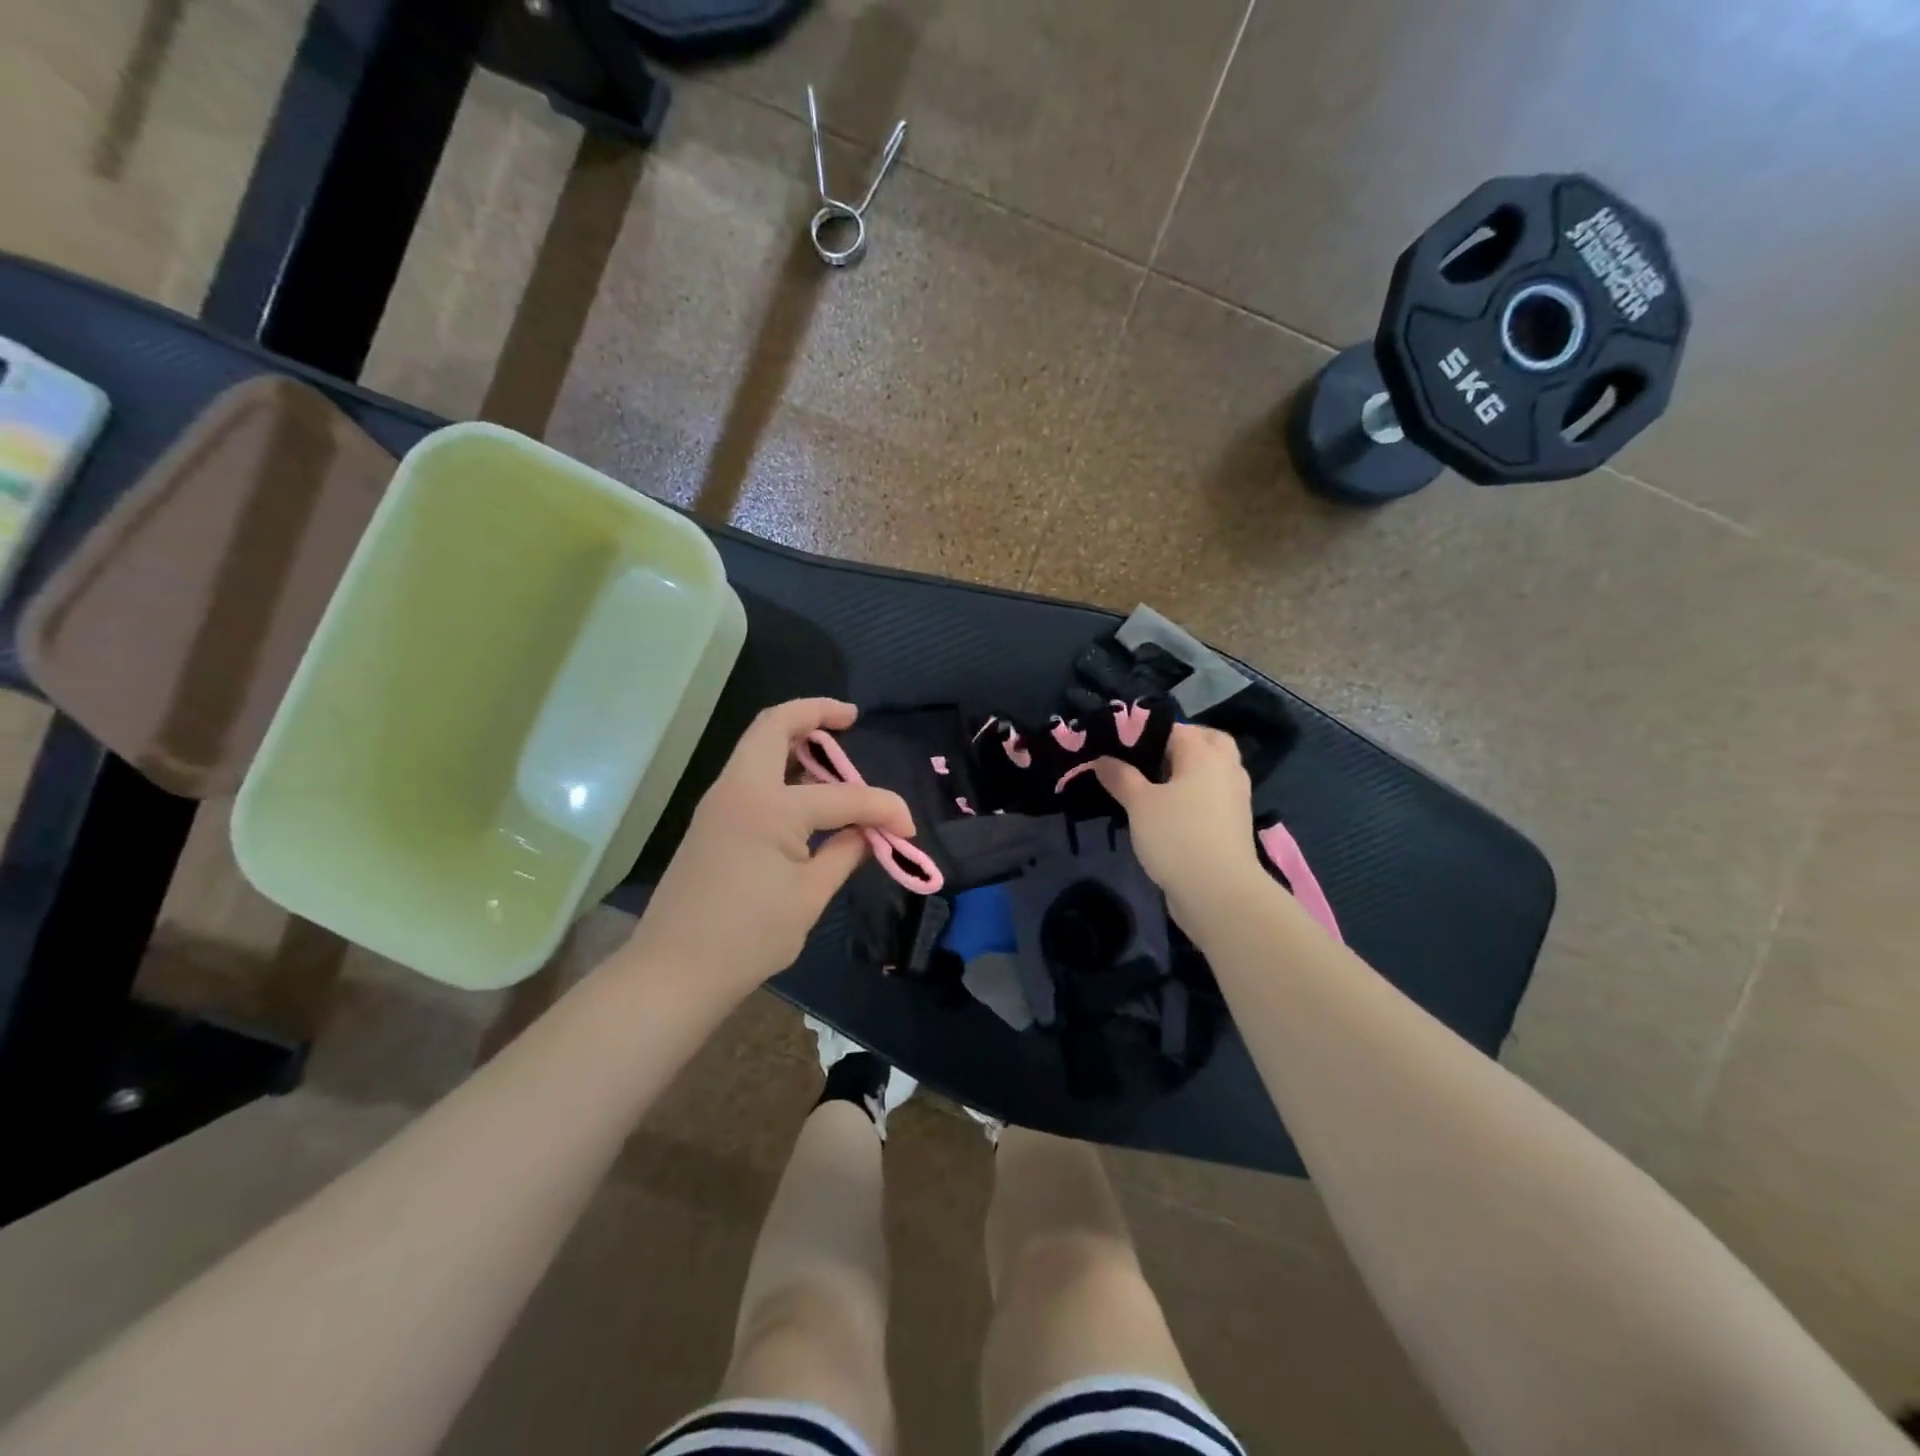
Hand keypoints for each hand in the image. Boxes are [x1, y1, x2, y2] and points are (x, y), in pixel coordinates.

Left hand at [626, 699, 912, 1001]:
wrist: (674, 971)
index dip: (882, 807)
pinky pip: (750, 773)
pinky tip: (806, 789)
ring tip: (832, 748)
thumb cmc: (748, 937)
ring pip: (757, 745)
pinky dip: (780, 766)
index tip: (907, 827)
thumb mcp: (809, 897)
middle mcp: (739, 789)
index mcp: (768, 807)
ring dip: (793, 736)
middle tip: (850, 718)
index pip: (841, 796)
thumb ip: (844, 853)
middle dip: (814, 712)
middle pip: (774, 725)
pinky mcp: (712, 820)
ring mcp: (719, 802)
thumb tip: (867, 833)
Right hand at [1093, 723, 1262, 914]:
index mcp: (1203, 754)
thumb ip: (1120, 777)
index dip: (1146, 731)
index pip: (1175, 728)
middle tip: (1150, 755)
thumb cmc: (1176, 835)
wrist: (1218, 891)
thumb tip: (1102, 759)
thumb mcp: (1139, 804)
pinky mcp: (1234, 823)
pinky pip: (1214, 795)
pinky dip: (1197, 793)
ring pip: (1214, 769)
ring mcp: (1235, 797)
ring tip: (1155, 782)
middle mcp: (1226, 768)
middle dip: (1182, 742)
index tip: (1119, 743)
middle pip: (1208, 741)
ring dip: (1190, 770)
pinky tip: (1171, 808)